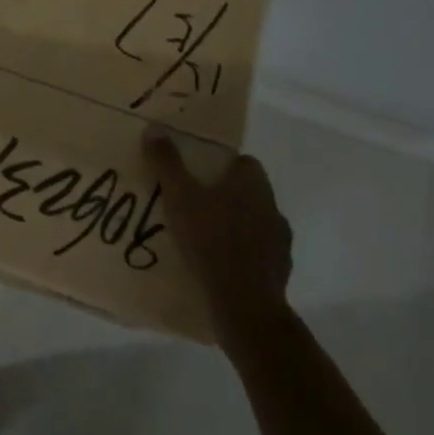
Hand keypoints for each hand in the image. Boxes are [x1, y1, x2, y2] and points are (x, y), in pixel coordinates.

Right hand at [144, 128, 293, 348]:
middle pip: (249, 192)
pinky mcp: (279, 271)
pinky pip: (258, 254)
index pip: (243, 162)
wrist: (244, 305)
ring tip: (205, 237)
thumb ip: (167, 162)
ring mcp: (280, 241)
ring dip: (236, 226)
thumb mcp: (180, 196)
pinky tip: (219, 265)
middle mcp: (272, 206)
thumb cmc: (211, 240)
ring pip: (255, 223)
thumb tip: (154, 129)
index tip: (198, 175)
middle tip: (195, 204)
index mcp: (253, 183)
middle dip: (226, 196)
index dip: (222, 166)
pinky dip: (242, 255)